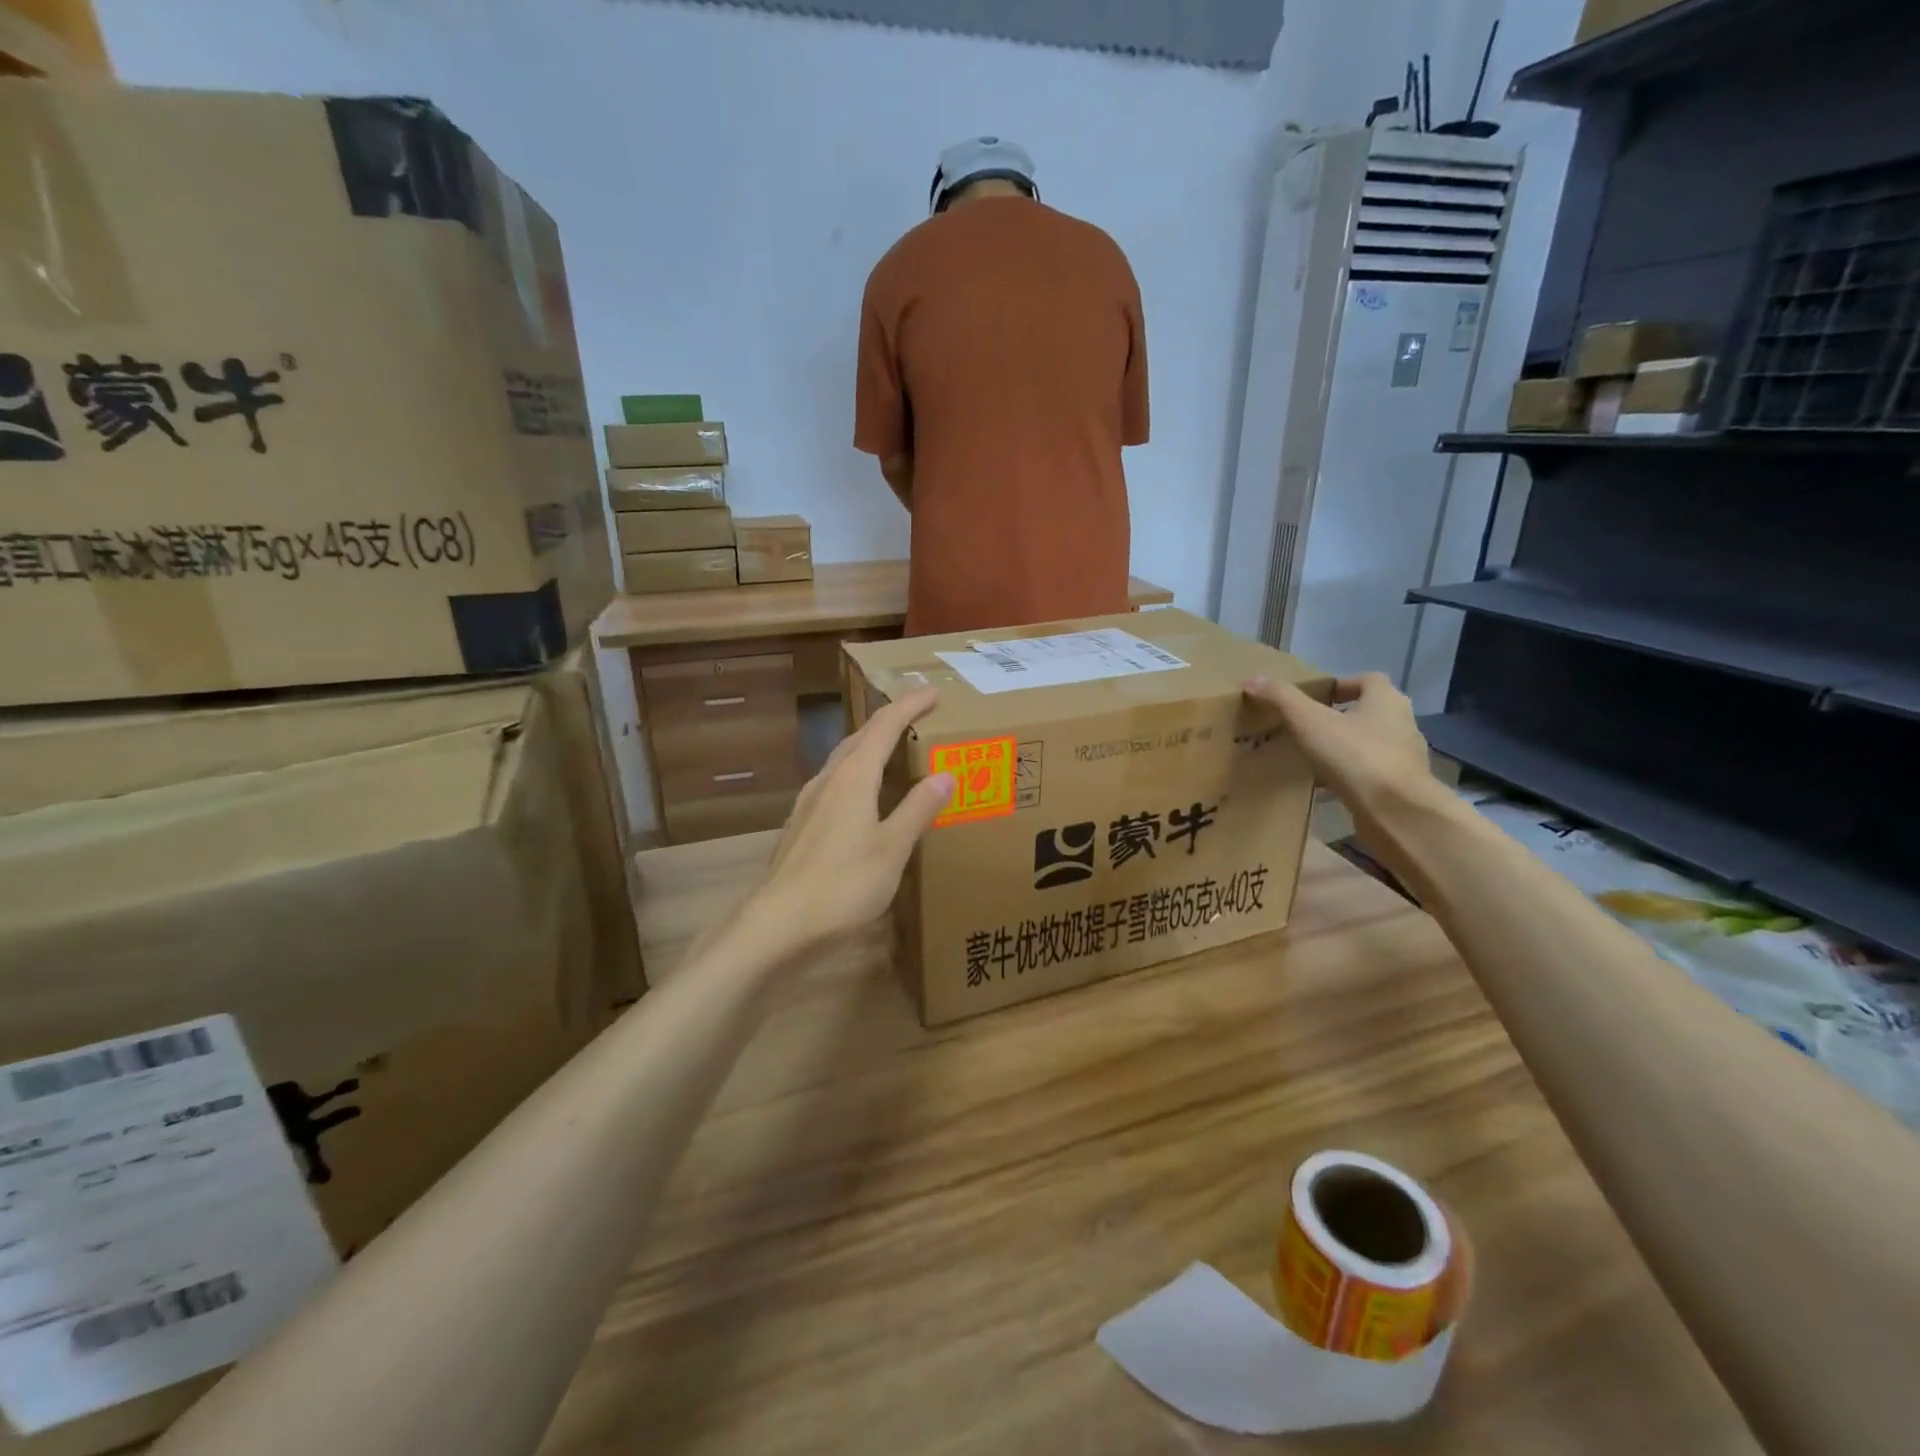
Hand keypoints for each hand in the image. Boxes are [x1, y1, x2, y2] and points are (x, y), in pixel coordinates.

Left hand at [745, 687, 953, 953]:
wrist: (777, 926)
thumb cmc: (842, 885)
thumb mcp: (892, 848)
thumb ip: (918, 809)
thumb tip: (945, 774)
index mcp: (852, 779)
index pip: (883, 728)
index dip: (908, 706)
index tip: (931, 691)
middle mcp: (827, 782)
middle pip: (859, 738)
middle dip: (888, 721)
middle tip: (915, 713)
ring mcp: (808, 804)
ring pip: (842, 761)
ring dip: (868, 746)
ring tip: (891, 748)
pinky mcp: (800, 827)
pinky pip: (833, 785)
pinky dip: (855, 775)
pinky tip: (860, 796)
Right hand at [1242, 672, 1443, 828]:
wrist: (1396, 811)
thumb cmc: (1355, 755)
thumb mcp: (1309, 721)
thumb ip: (1281, 698)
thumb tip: (1252, 680)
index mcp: (1386, 701)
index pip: (1368, 680)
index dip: (1342, 684)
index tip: (1315, 697)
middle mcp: (1401, 724)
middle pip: (1369, 712)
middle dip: (1340, 717)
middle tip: (1307, 726)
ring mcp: (1403, 758)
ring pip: (1369, 745)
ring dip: (1344, 748)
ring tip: (1311, 757)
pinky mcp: (1398, 788)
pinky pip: (1368, 775)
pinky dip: (1347, 777)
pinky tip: (1322, 789)